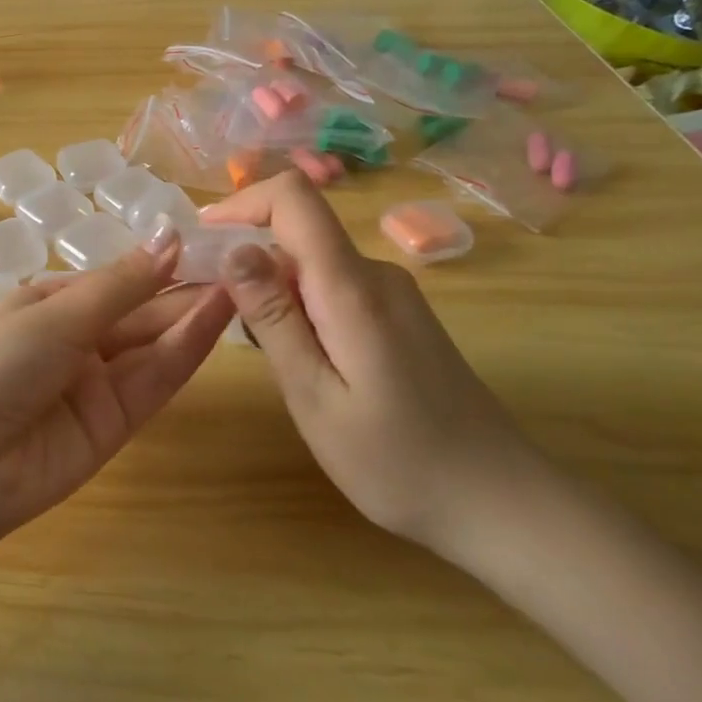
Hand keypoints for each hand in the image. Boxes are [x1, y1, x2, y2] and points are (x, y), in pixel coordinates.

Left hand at [0, 230, 234, 545]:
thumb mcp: (54, 315)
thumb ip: (121, 284)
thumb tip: (170, 234)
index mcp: (50, 304)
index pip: (117, 279)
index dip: (161, 262)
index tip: (211, 241)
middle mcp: (77, 341)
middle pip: (141, 311)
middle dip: (186, 287)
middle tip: (244, 261)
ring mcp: (98, 384)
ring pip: (155, 344)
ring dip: (195, 315)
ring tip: (243, 282)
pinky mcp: (116, 424)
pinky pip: (154, 381)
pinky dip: (186, 351)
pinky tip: (218, 318)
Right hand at [201, 171, 534, 550]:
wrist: (500, 503)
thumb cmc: (397, 462)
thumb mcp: (314, 395)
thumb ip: (273, 318)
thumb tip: (234, 247)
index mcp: (352, 287)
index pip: (294, 198)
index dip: (242, 202)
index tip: (201, 237)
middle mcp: (376, 274)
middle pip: (298, 233)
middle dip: (248, 261)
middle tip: (222, 322)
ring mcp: (394, 295)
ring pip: (312, 266)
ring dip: (273, 292)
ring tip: (265, 356)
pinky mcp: (400, 317)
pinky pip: (335, 289)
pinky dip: (301, 310)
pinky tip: (305, 366)